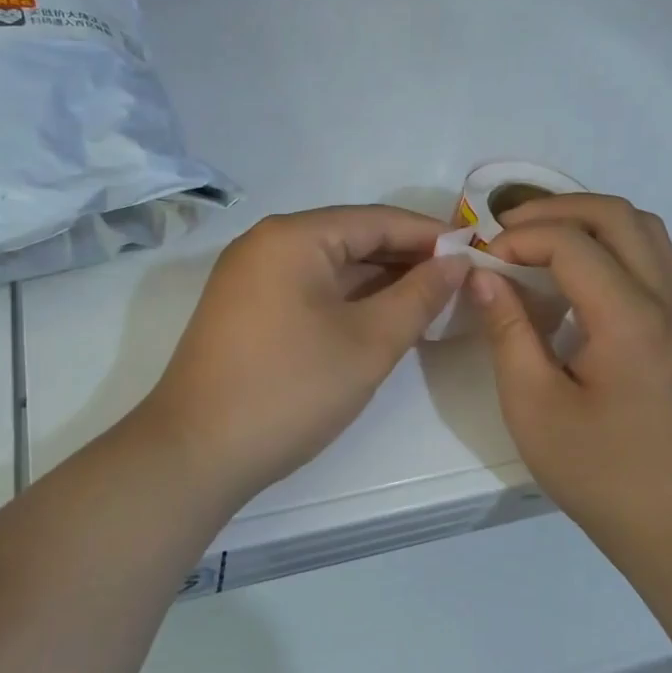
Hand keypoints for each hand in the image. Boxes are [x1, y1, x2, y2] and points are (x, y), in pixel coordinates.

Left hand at [143, 206, 467, 500]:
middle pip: (350, 238)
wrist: (195, 452)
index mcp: (293, 236)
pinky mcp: (244, 310)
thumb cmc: (289, 389)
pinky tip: (379, 319)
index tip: (475, 253)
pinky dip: (346, 301)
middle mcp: (265, 244)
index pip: (376, 220)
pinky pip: (307, 290)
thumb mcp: (368, 343)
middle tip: (458, 283)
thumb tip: (455, 262)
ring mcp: (249, 277)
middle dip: (405, 259)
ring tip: (429, 302)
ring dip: (377, 282)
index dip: (429, 235)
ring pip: (328, 267)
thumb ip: (419, 296)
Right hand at [473, 195, 671, 544]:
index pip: (572, 243)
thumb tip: (484, 275)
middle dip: (556, 210)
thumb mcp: (532, 404)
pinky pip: (667, 262)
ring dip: (593, 222)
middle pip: (618, 216)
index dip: (519, 240)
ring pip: (648, 229)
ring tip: (546, 242)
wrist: (670, 521)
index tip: (482, 263)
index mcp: (629, 319)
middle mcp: (667, 301)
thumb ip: (507, 330)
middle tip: (507, 231)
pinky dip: (628, 248)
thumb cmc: (595, 469)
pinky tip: (600, 276)